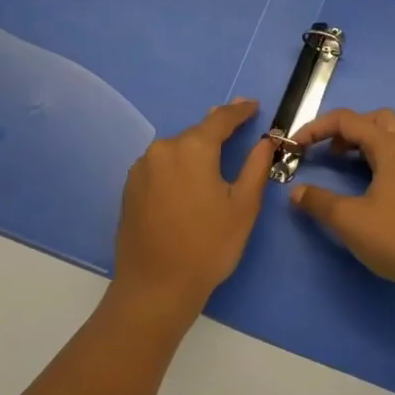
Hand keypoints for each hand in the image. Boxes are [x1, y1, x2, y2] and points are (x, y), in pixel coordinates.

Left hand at [112, 99, 273, 324]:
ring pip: (176, 151)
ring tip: (213, 166)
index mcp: (192, 148)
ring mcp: (141, 169)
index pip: (220, 118)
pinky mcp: (130, 188)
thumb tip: (264, 141)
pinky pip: (161, 167)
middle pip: (196, 134)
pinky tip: (188, 187)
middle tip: (238, 133)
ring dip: (195, 153)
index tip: (254, 105)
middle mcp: (162, 150)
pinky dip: (177, 169)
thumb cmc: (208, 246)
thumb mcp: (243, 206)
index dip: (240, 111)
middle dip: (217, 134)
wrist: (155, 288)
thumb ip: (255, 166)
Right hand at [286, 108, 394, 295]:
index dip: (318, 128)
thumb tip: (298, 191)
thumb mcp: (348, 220)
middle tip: (332, 152)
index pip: (348, 121)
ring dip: (377, 139)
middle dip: (350, 128)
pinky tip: (393, 184)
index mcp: (390, 148)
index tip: (297, 146)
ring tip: (359, 160)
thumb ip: (319, 202)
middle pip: (378, 120)